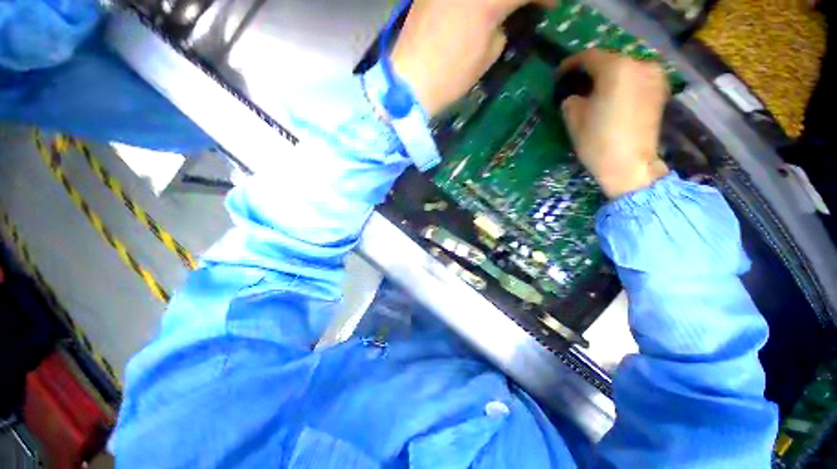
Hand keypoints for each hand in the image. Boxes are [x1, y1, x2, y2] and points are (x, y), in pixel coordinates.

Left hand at [391, 0, 554, 116]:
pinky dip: (478, 1)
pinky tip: (480, 9)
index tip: (549, 6)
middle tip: (529, 6)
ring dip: (498, 0)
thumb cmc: (451, 76)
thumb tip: (507, 15)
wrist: (409, 81)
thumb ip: (503, 26)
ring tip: (501, 10)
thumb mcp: (488, 54)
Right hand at [560, 50, 669, 198]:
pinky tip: (611, 97)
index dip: (570, 64)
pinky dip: (621, 84)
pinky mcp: (660, 91)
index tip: (559, 75)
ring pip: (624, 69)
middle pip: (609, 60)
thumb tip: (574, 95)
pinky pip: (636, 79)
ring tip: (593, 91)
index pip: (589, 57)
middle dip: (590, 71)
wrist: (629, 165)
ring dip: (607, 77)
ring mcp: (654, 77)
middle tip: (575, 84)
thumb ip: (571, 99)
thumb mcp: (573, 118)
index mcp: (616, 68)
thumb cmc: (597, 141)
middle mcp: (639, 64)